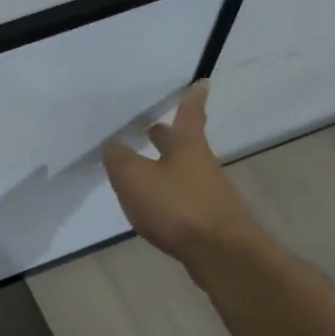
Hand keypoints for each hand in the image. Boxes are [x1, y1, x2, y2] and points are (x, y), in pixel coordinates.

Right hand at [103, 81, 260, 267]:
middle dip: (166, 134)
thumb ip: (119, 158)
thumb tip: (113, 144)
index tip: (202, 82)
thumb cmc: (176, 206)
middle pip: (182, 143)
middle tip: (150, 127)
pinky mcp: (207, 217)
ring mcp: (208, 191)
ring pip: (181, 170)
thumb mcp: (134, 178)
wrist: (220, 253)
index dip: (192, 97)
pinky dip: (166, 192)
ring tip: (140, 168)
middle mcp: (201, 163)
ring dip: (163, 165)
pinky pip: (182, 195)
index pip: (189, 113)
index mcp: (186, 145)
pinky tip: (152, 204)